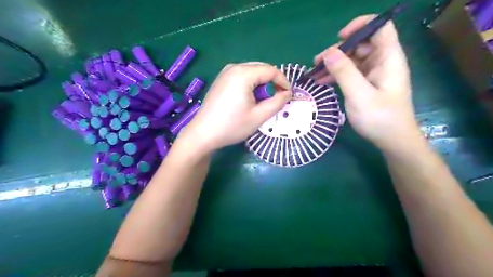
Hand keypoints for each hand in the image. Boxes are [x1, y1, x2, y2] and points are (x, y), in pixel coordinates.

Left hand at [180, 61, 288, 150]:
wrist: (203, 133)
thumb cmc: (232, 126)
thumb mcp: (259, 116)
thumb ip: (277, 102)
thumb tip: (287, 93)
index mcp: (243, 74)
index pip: (271, 70)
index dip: (283, 81)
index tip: (289, 95)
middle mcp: (234, 67)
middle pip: (261, 69)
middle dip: (272, 82)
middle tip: (276, 99)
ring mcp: (225, 73)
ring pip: (252, 72)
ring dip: (261, 84)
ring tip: (262, 102)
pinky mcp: (221, 80)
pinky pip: (242, 77)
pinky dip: (251, 85)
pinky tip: (249, 99)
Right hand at [314, 15, 417, 150]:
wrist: (392, 140)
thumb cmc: (379, 118)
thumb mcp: (359, 95)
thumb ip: (344, 72)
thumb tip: (328, 52)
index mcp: (388, 58)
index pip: (379, 28)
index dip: (361, 26)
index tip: (339, 38)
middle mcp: (383, 62)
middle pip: (361, 44)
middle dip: (339, 50)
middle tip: (318, 62)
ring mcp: (374, 74)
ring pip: (353, 60)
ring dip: (334, 64)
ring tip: (314, 73)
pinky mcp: (367, 85)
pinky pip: (351, 74)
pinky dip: (337, 76)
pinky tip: (321, 81)